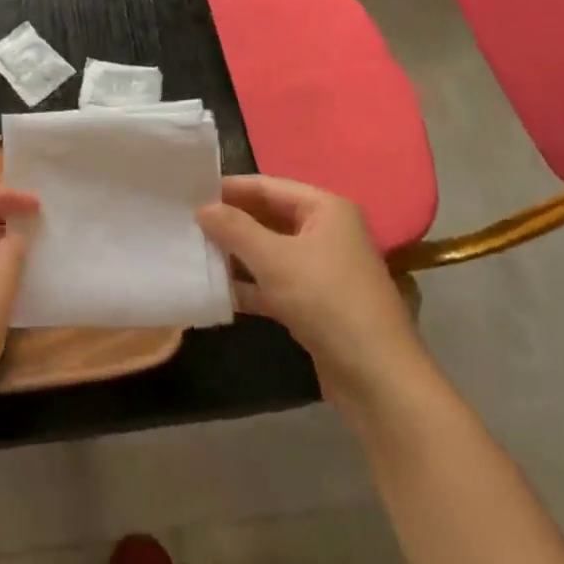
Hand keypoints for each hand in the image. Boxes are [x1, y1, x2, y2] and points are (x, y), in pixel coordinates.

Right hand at [198, 175, 424, 403]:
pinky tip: (217, 291)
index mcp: (325, 209)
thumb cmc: (326, 300)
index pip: (267, 186)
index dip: (229, 189)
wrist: (377, 377)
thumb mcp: (274, 259)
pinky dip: (250, 285)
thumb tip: (202, 207)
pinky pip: (275, 282)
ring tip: (194, 253)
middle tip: (187, 223)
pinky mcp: (316, 303)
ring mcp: (322, 269)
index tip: (189, 193)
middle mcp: (326, 232)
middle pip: (268, 217)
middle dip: (231, 222)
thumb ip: (234, 229)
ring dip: (236, 255)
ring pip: (270, 251)